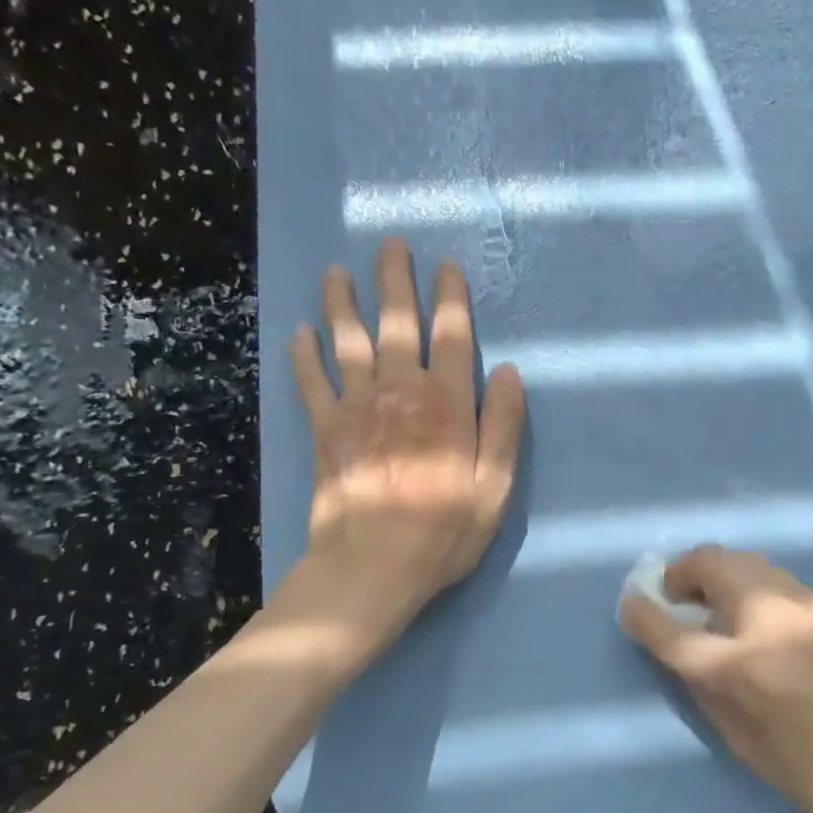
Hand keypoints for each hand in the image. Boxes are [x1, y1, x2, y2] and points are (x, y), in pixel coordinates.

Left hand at [284, 237, 524, 634]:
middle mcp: (401, 392)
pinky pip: (311, 382)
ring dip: (343, 304)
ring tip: (337, 274)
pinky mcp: (325, 430)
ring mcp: (357, 408)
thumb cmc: (444, 530)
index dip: (450, 298)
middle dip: (394, 282)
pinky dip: (304, 355)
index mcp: (448, 404)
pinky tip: (300, 333)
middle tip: (389, 246)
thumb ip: (505, 426)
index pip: (452, 337)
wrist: (372, 567)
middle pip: (397, 325)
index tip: (445, 266)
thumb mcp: (496, 486)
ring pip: (348, 342)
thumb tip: (512, 373)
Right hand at [620, 545, 812, 812]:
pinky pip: (770, 575)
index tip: (629, 604)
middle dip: (680, 574)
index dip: (643, 614)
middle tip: (675, 601)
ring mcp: (802, 603)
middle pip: (708, 563)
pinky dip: (746, 583)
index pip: (674, 630)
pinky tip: (754, 616)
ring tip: (713, 606)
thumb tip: (682, 653)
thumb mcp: (750, 750)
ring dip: (715, 573)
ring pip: (742, 559)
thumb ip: (708, 693)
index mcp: (745, 669)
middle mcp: (770, 620)